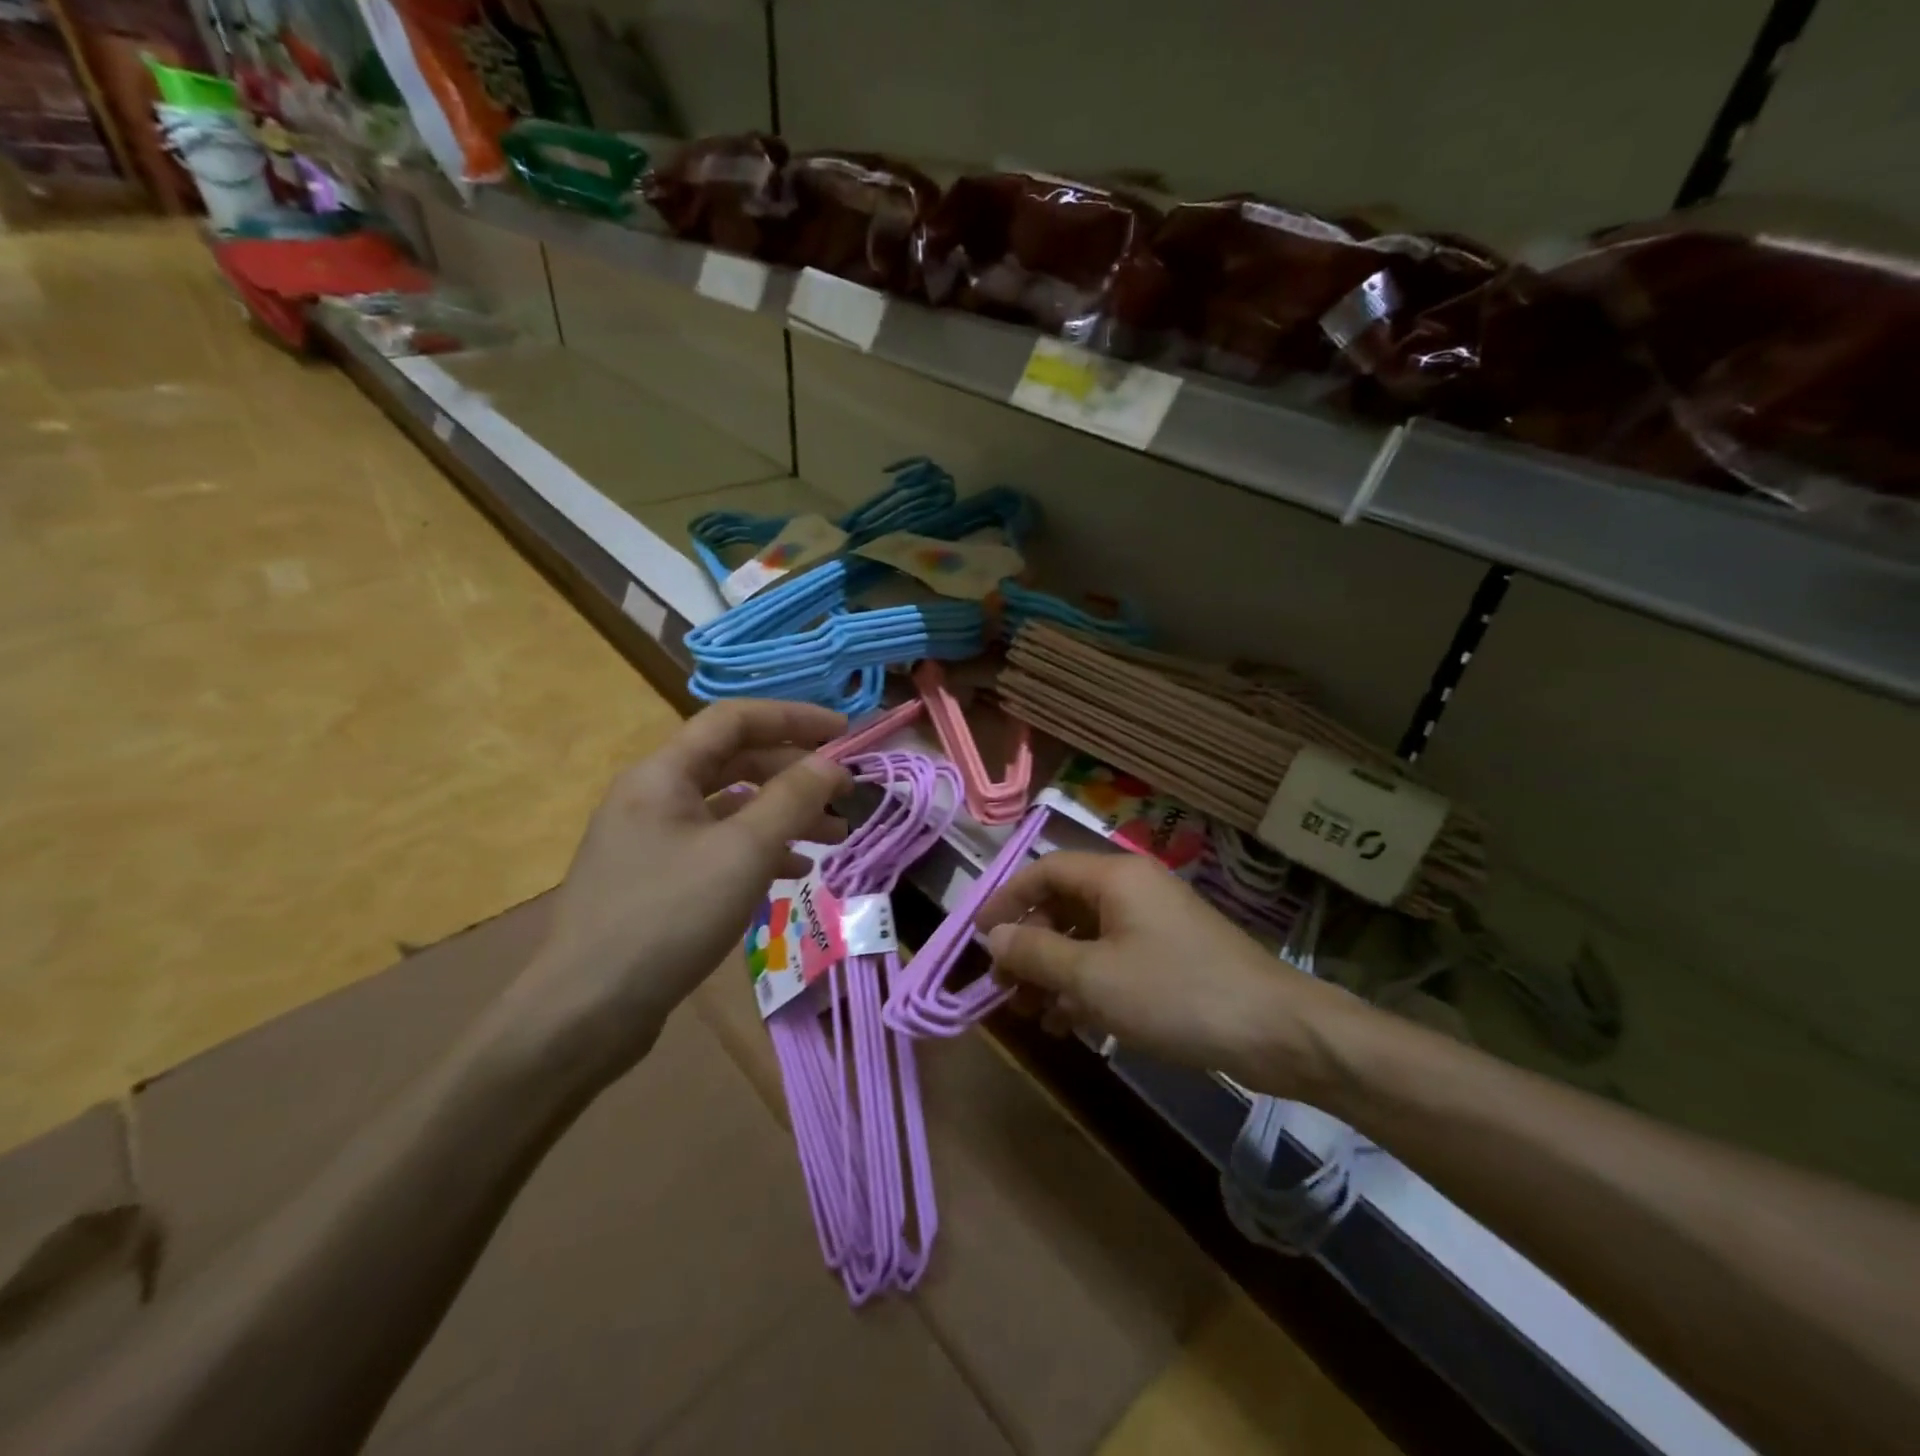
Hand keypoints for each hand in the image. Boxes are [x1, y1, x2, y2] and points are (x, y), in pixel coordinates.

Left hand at [499, 700, 851, 1085]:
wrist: (584, 1013)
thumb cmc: (668, 917)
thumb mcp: (743, 852)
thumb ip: (793, 798)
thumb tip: (832, 763)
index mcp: (663, 774)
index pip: (735, 719)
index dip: (794, 718)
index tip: (845, 733)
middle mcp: (653, 796)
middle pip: (735, 762)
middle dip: (795, 773)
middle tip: (845, 794)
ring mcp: (652, 840)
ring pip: (730, 809)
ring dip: (783, 815)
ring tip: (833, 838)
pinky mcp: (656, 880)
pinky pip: (717, 847)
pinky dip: (758, 852)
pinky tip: (793, 874)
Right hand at [974, 852, 1353, 1097]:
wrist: (1276, 1031)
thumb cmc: (1175, 993)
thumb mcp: (1093, 977)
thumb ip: (1036, 954)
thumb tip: (993, 938)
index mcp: (1115, 877)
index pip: (1044, 870)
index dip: (1006, 899)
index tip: (978, 937)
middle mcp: (1133, 890)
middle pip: (1063, 905)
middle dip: (1029, 946)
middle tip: (1004, 988)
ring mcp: (1154, 923)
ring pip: (1086, 938)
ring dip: (1054, 972)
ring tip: (1032, 1015)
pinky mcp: (1170, 956)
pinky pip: (1113, 960)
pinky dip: (1086, 986)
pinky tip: (1070, 1025)